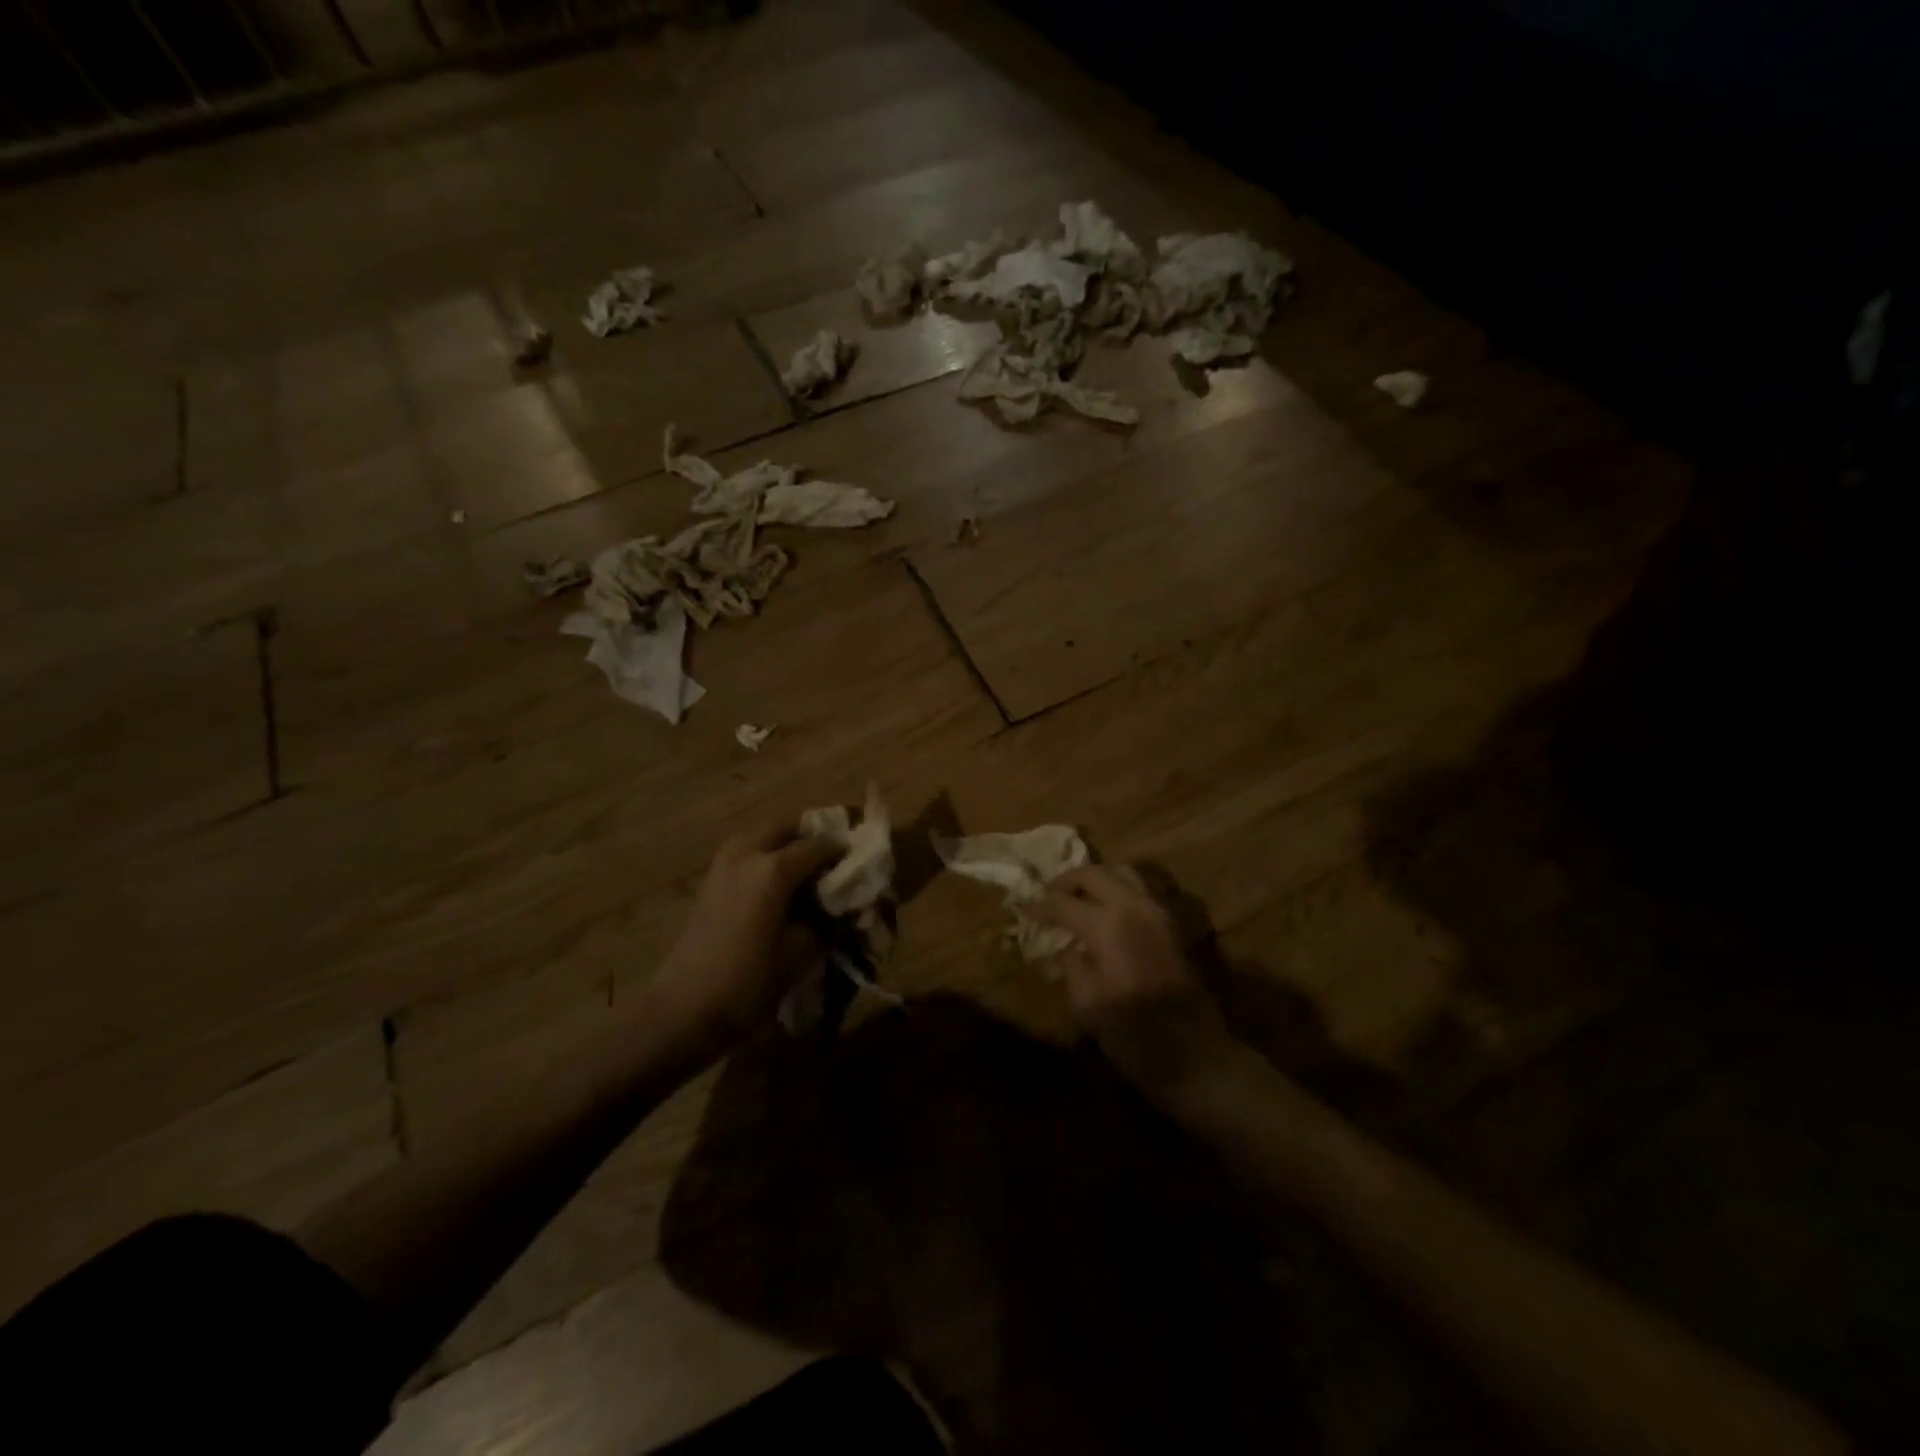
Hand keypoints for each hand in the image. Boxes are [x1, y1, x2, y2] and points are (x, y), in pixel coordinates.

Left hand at [650, 824, 840, 1048]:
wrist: (684, 1010)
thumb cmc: (748, 981)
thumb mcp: (800, 954)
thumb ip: (824, 923)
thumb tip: (837, 909)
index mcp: (773, 869)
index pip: (816, 846)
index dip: (840, 851)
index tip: (857, 861)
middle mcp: (746, 856)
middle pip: (782, 829)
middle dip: (807, 837)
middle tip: (827, 858)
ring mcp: (721, 868)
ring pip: (756, 837)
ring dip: (779, 843)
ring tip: (799, 868)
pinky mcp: (707, 885)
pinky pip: (739, 855)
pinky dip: (759, 857)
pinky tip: (770, 884)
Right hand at [1032, 865, 1238, 1102]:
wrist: (1196, 1056)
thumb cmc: (1134, 1035)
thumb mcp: (1086, 1003)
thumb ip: (1071, 965)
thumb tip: (1066, 946)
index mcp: (1107, 924)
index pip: (1063, 903)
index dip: (1039, 905)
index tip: (1022, 907)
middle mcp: (1134, 906)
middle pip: (1094, 874)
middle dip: (1067, 881)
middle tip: (1049, 894)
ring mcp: (1159, 911)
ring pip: (1122, 872)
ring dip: (1096, 878)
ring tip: (1078, 895)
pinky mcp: (1173, 924)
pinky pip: (1142, 889)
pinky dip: (1119, 888)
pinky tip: (1108, 908)